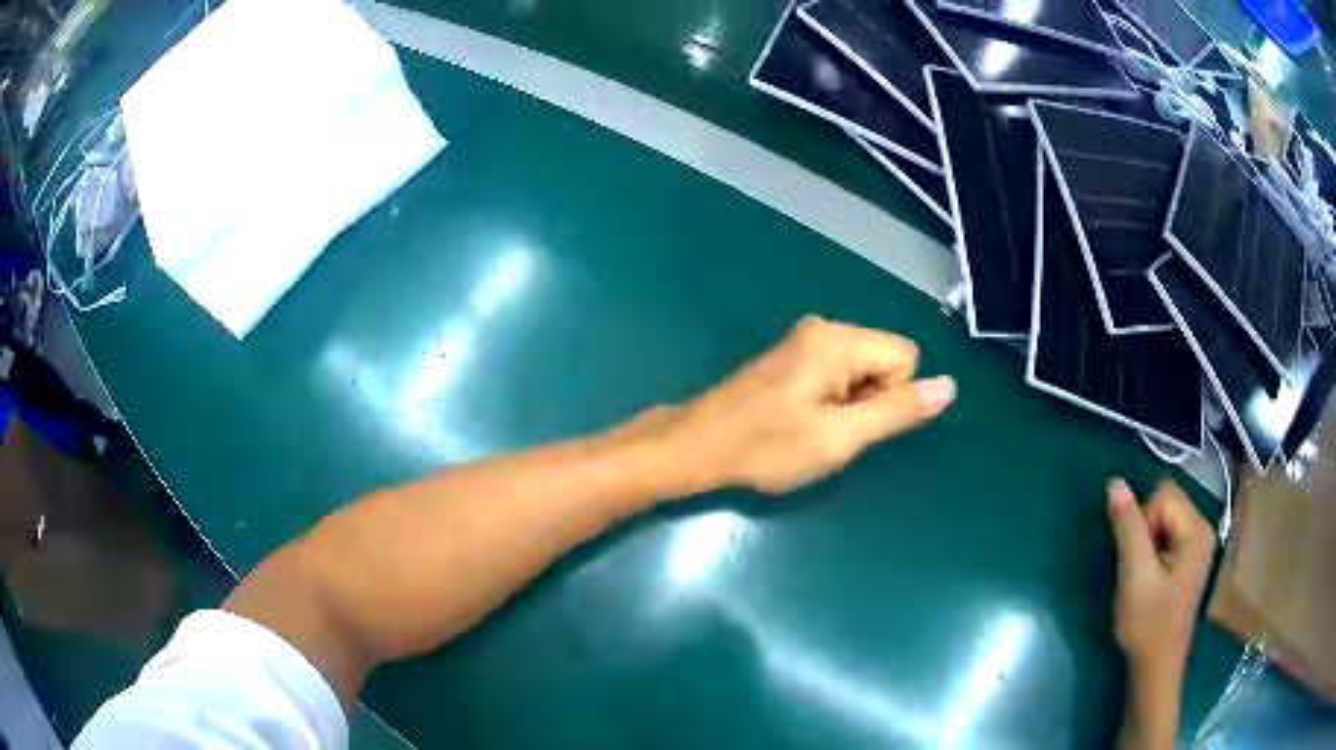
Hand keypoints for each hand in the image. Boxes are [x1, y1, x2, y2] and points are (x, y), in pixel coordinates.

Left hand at [671, 315, 954, 494]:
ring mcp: (805, 340)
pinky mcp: (793, 356)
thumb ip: (897, 411)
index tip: (851, 424)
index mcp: (838, 339)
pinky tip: (799, 421)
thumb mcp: (839, 438)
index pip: (906, 357)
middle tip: (829, 431)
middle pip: (885, 359)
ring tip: (811, 429)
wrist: (697, 446)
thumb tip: (949, 386)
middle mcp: (824, 328)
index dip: (891, 397)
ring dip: (850, 405)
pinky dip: (831, 400)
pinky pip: (838, 373)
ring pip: (863, 370)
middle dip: (871, 400)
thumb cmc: (766, 446)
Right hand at [1107, 479, 1215, 749]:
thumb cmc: (1148, 625)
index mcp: (1197, 529)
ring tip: (1143, 579)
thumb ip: (1128, 528)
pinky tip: (1150, 581)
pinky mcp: (1189, 560)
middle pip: (1166, 503)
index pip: (1163, 495)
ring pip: (1164, 520)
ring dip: (1146, 545)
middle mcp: (1203, 529)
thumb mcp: (1135, 576)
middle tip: (1139, 571)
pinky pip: (1167, 536)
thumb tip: (1115, 482)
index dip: (1143, 522)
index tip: (1138, 561)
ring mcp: (1197, 546)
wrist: (1155, 669)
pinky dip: (1153, 553)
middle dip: (1145, 532)